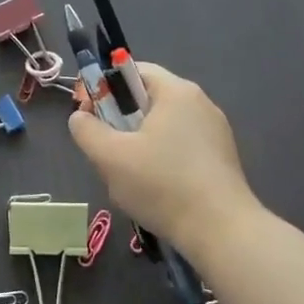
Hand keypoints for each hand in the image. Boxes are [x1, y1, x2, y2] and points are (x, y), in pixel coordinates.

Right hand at [67, 63, 257, 252]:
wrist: (222, 232)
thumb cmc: (162, 184)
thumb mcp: (110, 157)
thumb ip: (86, 130)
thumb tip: (80, 118)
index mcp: (176, 91)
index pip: (133, 70)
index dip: (103, 86)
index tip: (87, 114)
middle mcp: (200, 103)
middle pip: (147, 99)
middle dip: (119, 120)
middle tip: (103, 149)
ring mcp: (216, 132)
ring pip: (163, 127)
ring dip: (138, 143)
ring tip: (126, 175)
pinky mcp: (222, 159)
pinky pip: (181, 147)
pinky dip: (161, 159)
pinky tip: (155, 189)